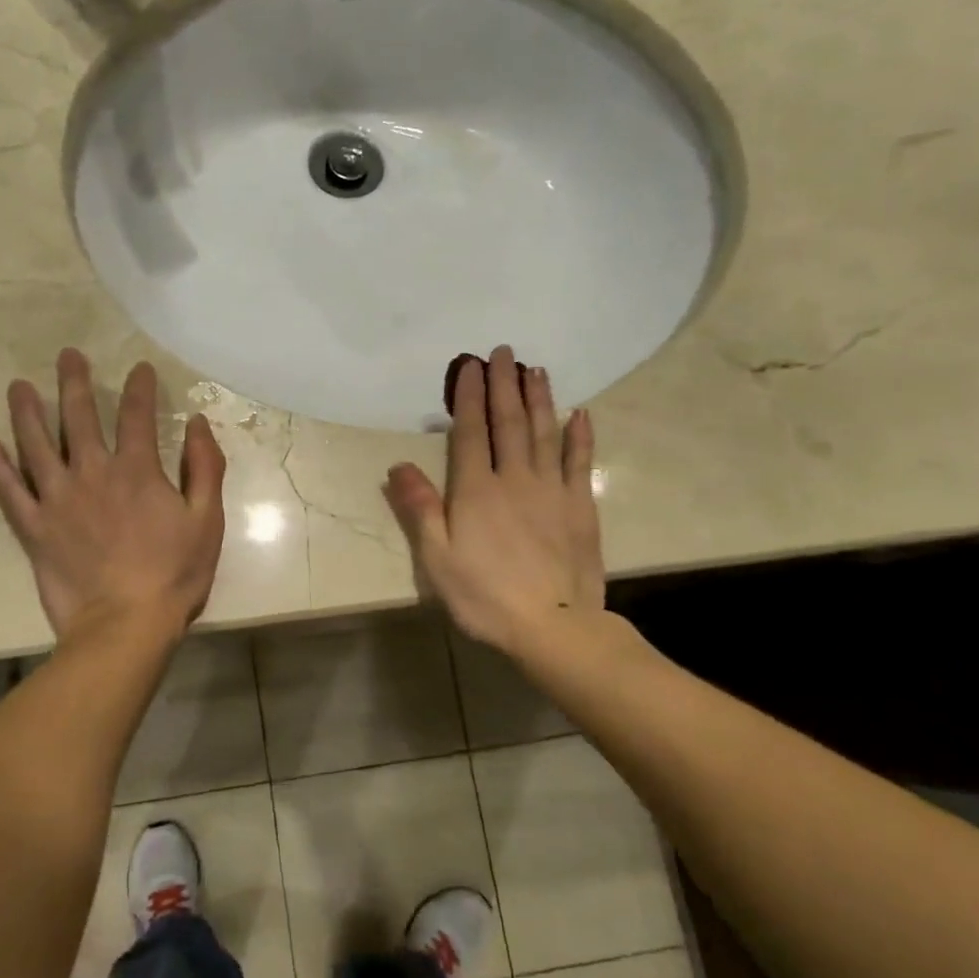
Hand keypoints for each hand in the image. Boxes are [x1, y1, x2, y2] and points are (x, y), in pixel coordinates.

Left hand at [0, 349, 226, 642]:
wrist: (125, 625)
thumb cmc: (174, 574)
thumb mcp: (207, 520)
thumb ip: (205, 468)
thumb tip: (199, 424)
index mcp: (136, 470)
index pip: (137, 415)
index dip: (140, 388)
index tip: (139, 369)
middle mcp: (92, 473)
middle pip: (79, 417)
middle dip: (75, 382)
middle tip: (67, 355)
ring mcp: (57, 499)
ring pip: (36, 444)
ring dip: (27, 411)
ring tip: (19, 386)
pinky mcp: (33, 528)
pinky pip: (8, 490)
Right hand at [385, 345, 606, 658]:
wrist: (553, 625)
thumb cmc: (484, 595)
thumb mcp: (437, 557)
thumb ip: (419, 508)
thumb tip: (398, 465)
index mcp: (475, 490)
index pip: (471, 431)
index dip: (470, 396)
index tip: (471, 364)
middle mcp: (514, 478)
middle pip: (509, 423)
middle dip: (504, 384)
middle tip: (504, 352)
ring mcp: (551, 489)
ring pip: (544, 433)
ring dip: (539, 399)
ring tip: (535, 370)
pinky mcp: (579, 506)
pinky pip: (579, 461)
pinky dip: (579, 436)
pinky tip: (580, 414)